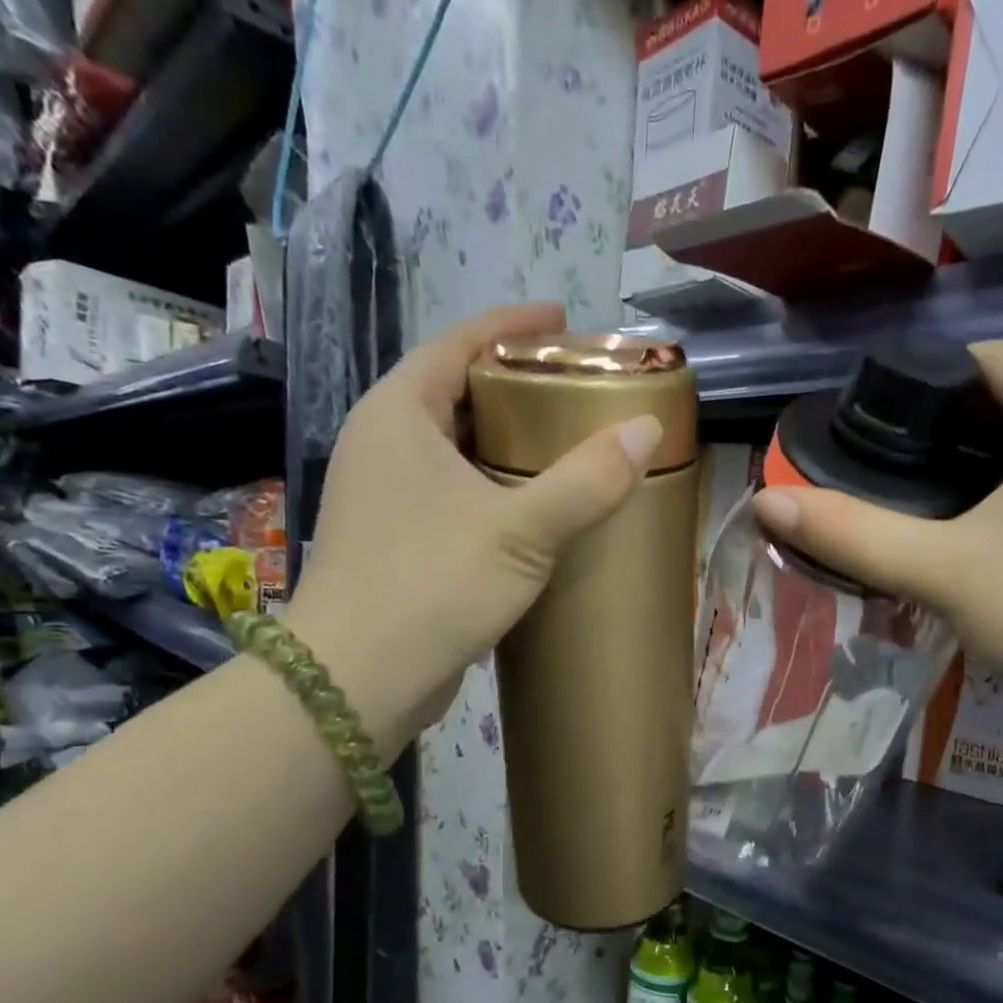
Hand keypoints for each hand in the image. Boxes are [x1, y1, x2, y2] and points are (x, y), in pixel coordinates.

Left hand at [285, 304, 664, 737]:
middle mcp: (382, 444)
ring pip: (453, 446)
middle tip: (577, 388)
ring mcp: (383, 496)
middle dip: (514, 383)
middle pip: (455, 391)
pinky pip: (451, 490)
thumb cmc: (431, 587)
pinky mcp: (395, 541)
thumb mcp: (521, 531)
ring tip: (565, 442)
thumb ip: (587, 481)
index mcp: (399, 415)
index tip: (564, 321)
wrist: (356, 681)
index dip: (511, 325)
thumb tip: (646, 428)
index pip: (457, 342)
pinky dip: (492, 484)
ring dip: (504, 439)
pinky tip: (532, 506)